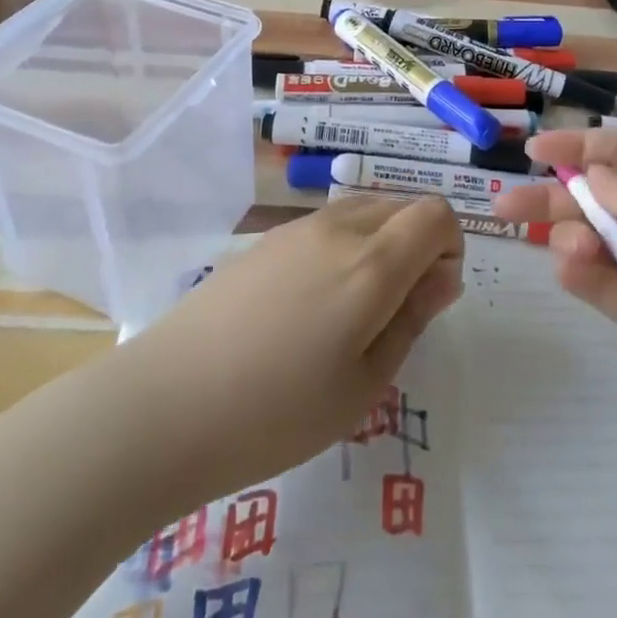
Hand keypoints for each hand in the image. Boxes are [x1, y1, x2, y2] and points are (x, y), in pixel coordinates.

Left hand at [124, 193, 463, 507]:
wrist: (166, 404)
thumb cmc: (276, 412)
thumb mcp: (363, 385)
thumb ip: (411, 319)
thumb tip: (442, 276)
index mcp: (372, 263)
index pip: (436, 214)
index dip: (450, 247)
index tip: (433, 296)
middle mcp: (340, 228)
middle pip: (403, 206)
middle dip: (418, 245)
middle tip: (396, 311)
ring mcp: (298, 228)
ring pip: (364, 209)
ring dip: (381, 242)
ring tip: (353, 309)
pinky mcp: (267, 238)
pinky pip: (327, 224)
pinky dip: (344, 245)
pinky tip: (310, 304)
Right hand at [493, 128, 616, 455]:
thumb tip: (593, 171)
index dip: (579, 147)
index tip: (533, 150)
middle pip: (601, 196)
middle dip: (555, 195)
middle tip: (505, 203)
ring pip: (596, 241)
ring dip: (572, 237)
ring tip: (566, 247)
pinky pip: (604, 286)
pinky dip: (582, 275)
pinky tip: (567, 268)